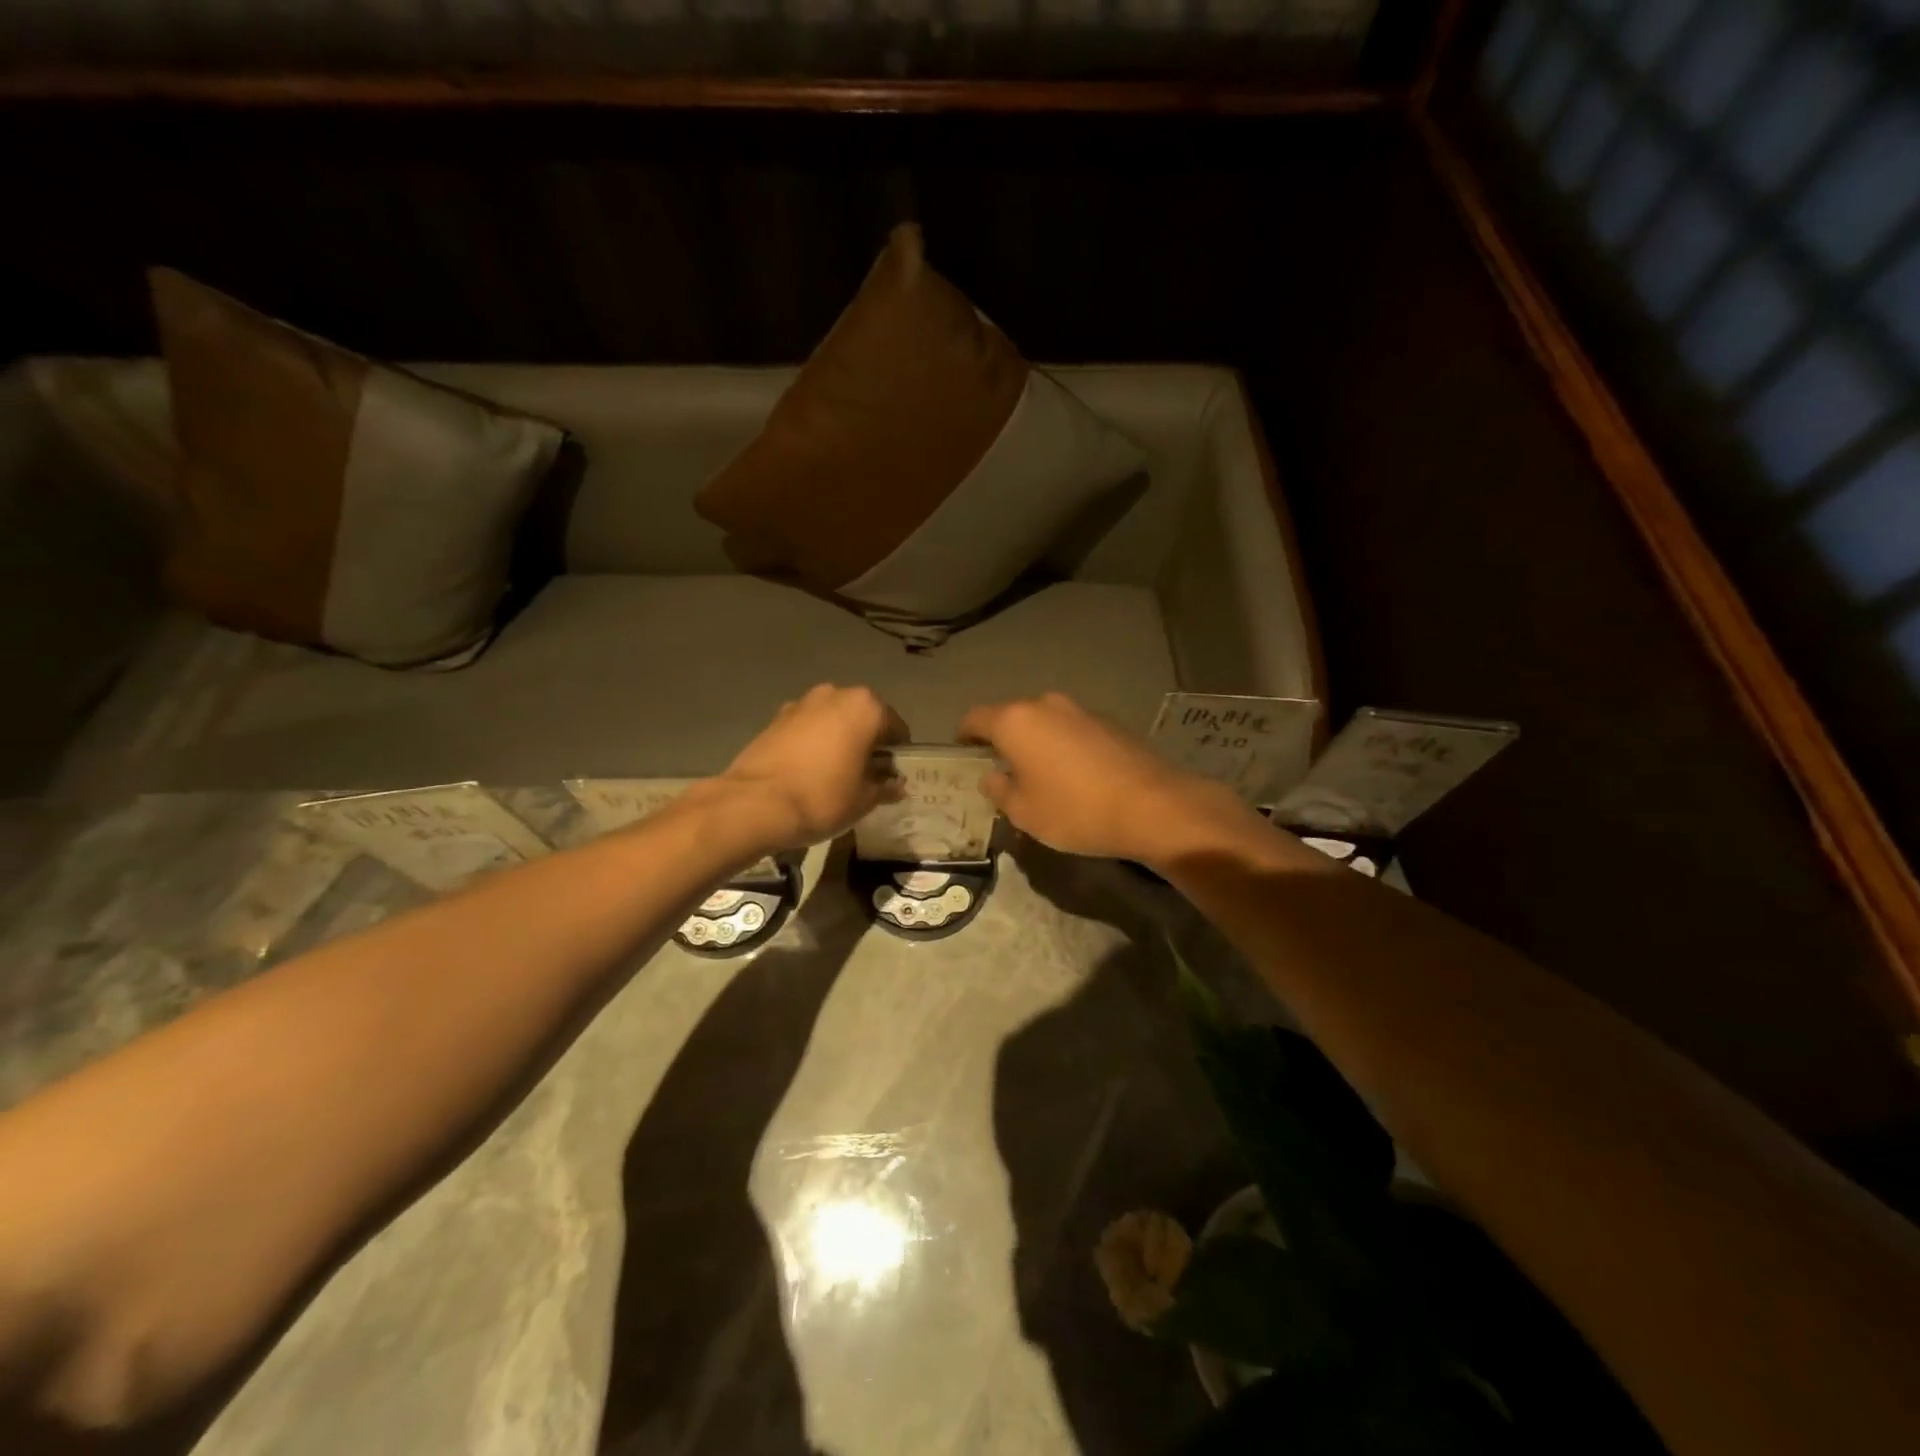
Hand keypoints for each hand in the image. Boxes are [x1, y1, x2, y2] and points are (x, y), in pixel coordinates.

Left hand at [713, 685, 909, 852]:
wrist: (756, 804)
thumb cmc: (823, 797)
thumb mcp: (864, 800)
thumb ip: (885, 787)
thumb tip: (896, 784)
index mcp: (866, 707)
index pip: (896, 728)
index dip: (897, 754)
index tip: (891, 777)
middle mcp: (835, 695)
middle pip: (863, 718)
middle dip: (867, 742)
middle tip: (865, 775)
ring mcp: (802, 703)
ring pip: (833, 721)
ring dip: (839, 740)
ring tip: (835, 774)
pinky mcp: (776, 718)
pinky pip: (807, 728)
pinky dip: (813, 743)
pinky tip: (808, 771)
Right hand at [959, 692, 1259, 864]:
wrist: (1152, 806)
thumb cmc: (1074, 811)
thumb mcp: (1023, 812)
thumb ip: (999, 790)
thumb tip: (993, 776)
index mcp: (1015, 721)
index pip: (975, 718)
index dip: (965, 736)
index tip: (966, 755)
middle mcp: (1046, 705)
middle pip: (1012, 717)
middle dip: (1004, 740)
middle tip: (1004, 771)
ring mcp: (1081, 710)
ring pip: (1045, 722)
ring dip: (1037, 742)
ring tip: (1043, 775)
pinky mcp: (1110, 721)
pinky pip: (1073, 730)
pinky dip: (1066, 746)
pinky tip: (1077, 776)